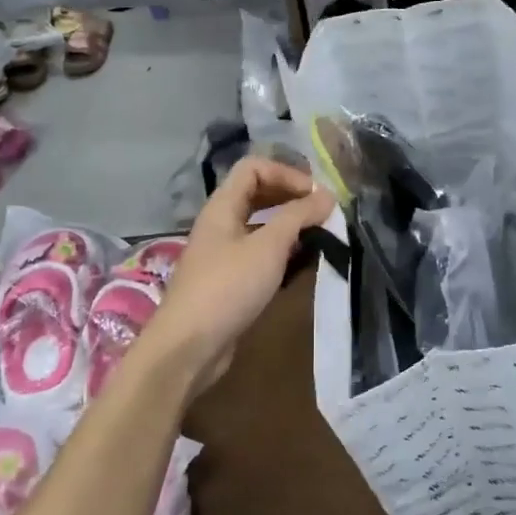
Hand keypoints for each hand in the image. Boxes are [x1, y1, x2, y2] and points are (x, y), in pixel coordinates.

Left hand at [146, 157, 333, 398]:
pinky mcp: (229, 280)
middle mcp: (221, 223)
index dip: (286, 173)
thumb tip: (326, 195)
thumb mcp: (269, 247)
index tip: (315, 195)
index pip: (254, 167)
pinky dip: (281, 253)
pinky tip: (300, 265)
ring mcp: (223, 253)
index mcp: (223, 206)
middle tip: (322, 213)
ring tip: (317, 237)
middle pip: (257, 193)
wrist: (189, 346)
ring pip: (260, 225)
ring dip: (289, 226)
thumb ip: (298, 216)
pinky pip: (258, 253)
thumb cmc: (228, 287)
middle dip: (291, 197)